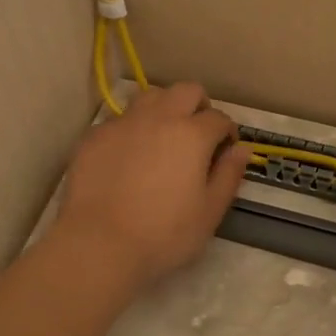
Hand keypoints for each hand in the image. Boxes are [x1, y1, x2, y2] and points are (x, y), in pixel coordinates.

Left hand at [54, 83, 249, 288]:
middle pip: (186, 91)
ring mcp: (122, 123)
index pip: (219, 118)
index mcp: (192, 135)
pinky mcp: (94, 136)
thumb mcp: (209, 213)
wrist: (98, 244)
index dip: (226, 133)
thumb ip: (228, 176)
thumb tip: (241, 150)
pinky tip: (127, 158)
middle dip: (198, 106)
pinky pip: (119, 120)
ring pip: (149, 97)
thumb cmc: (163, 234)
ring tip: (162, 138)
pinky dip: (131, 130)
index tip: (224, 151)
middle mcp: (159, 118)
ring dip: (163, 109)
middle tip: (197, 135)